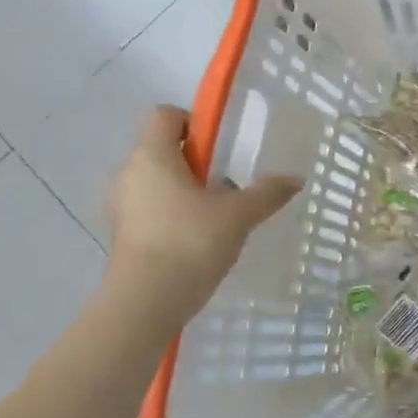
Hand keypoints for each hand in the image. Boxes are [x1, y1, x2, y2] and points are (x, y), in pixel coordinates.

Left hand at [105, 106, 301, 320]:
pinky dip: (175, 215)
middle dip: (197, 162)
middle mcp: (129, 173)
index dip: (195, 122)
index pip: (165, 115)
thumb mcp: (239, 215)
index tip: (222, 148)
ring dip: (187, 190)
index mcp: (153, 156)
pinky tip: (200, 239)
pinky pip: (152, 209)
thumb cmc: (190, 243)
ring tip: (219, 216)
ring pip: (158, 182)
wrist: (146, 302)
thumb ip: (267, 192)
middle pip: (163, 150)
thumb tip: (296, 178)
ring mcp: (121, 206)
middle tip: (229, 185)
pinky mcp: (123, 234)